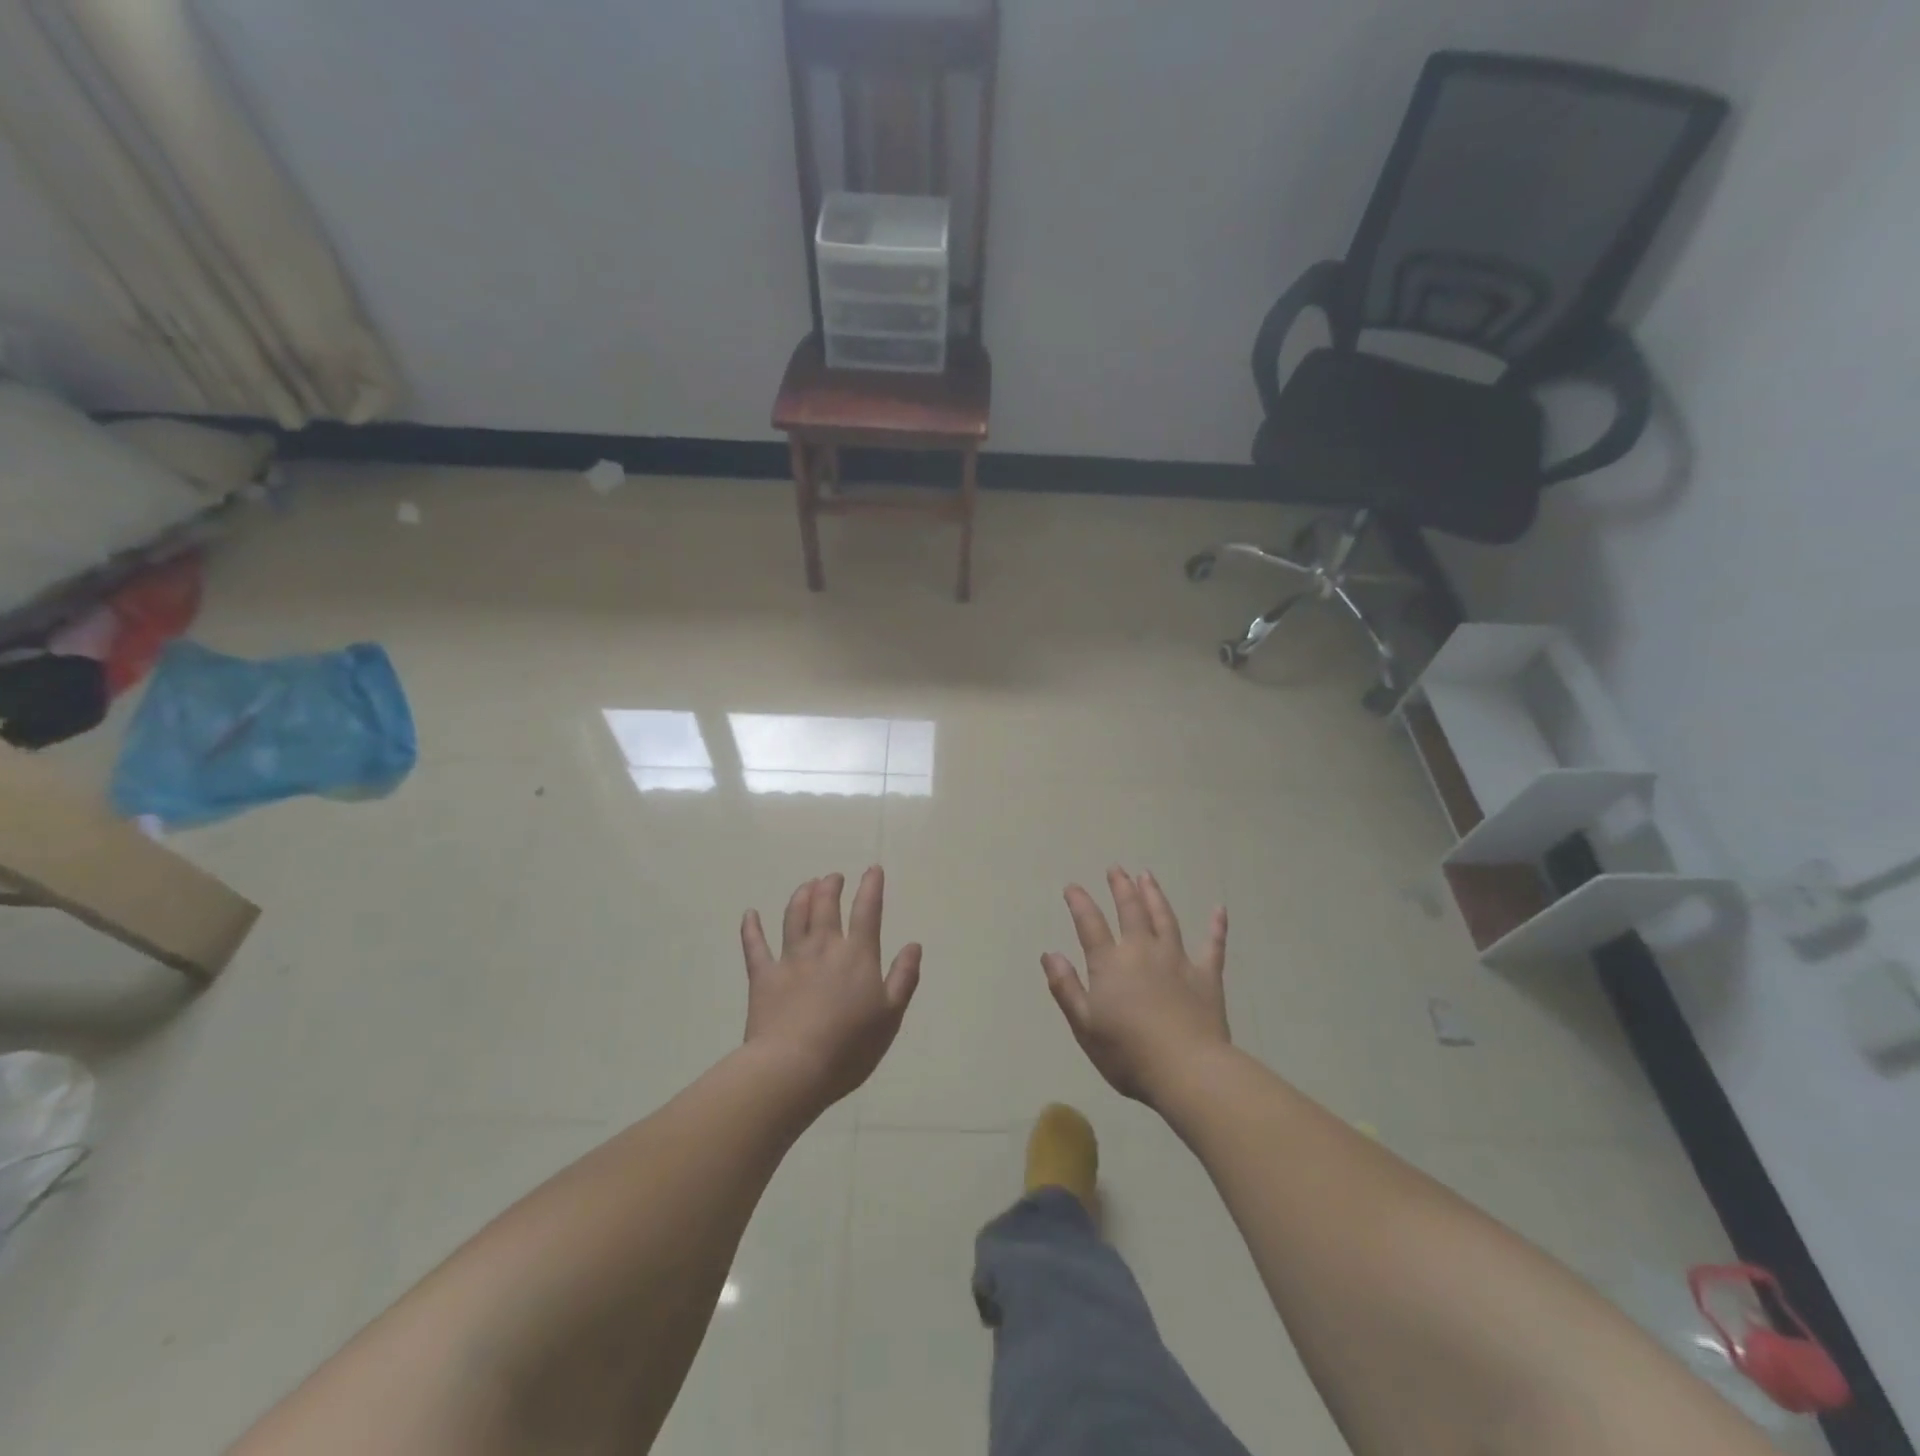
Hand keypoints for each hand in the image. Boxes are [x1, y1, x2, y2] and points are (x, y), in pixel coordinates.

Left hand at [740, 867, 921, 1112]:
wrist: (793, 1068)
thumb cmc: (850, 1047)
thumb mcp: (890, 1016)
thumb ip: (903, 977)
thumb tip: (914, 945)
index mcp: (857, 955)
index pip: (867, 911)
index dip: (871, 887)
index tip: (873, 870)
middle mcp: (824, 947)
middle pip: (826, 905)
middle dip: (831, 886)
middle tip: (833, 877)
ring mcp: (790, 959)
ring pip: (794, 916)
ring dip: (801, 896)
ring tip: (806, 885)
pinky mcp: (763, 976)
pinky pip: (755, 946)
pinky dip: (751, 928)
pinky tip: (750, 914)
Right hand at [1043, 867, 1229, 1105]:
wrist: (1187, 1070)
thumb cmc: (1128, 1053)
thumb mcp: (1084, 1026)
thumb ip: (1066, 987)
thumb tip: (1049, 954)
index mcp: (1110, 964)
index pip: (1090, 924)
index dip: (1079, 902)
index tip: (1072, 887)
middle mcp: (1143, 951)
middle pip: (1130, 910)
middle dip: (1120, 887)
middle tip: (1116, 868)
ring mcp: (1177, 960)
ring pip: (1165, 918)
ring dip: (1154, 895)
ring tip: (1147, 876)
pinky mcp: (1207, 976)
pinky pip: (1213, 945)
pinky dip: (1216, 926)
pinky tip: (1219, 908)